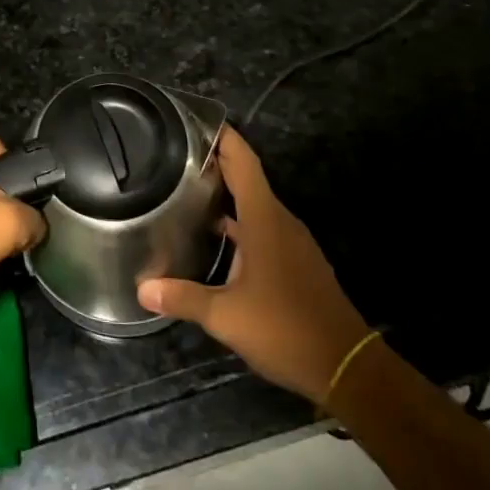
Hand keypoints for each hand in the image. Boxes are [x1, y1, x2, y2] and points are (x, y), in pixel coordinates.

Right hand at [138, 126, 368, 404]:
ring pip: (256, 205)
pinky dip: (241, 222)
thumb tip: (142, 289)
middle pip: (248, 179)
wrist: (347, 367)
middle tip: (178, 157)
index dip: (224, 138)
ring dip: (228, 195)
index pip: (244, 162)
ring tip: (190, 192)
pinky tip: (219, 238)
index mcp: (264, 219)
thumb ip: (183, 298)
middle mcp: (280, 221)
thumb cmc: (285, 329)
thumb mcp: (226, 316)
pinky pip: (265, 228)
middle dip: (217, 164)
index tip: (197, 122)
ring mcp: (292, 242)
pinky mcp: (297, 262)